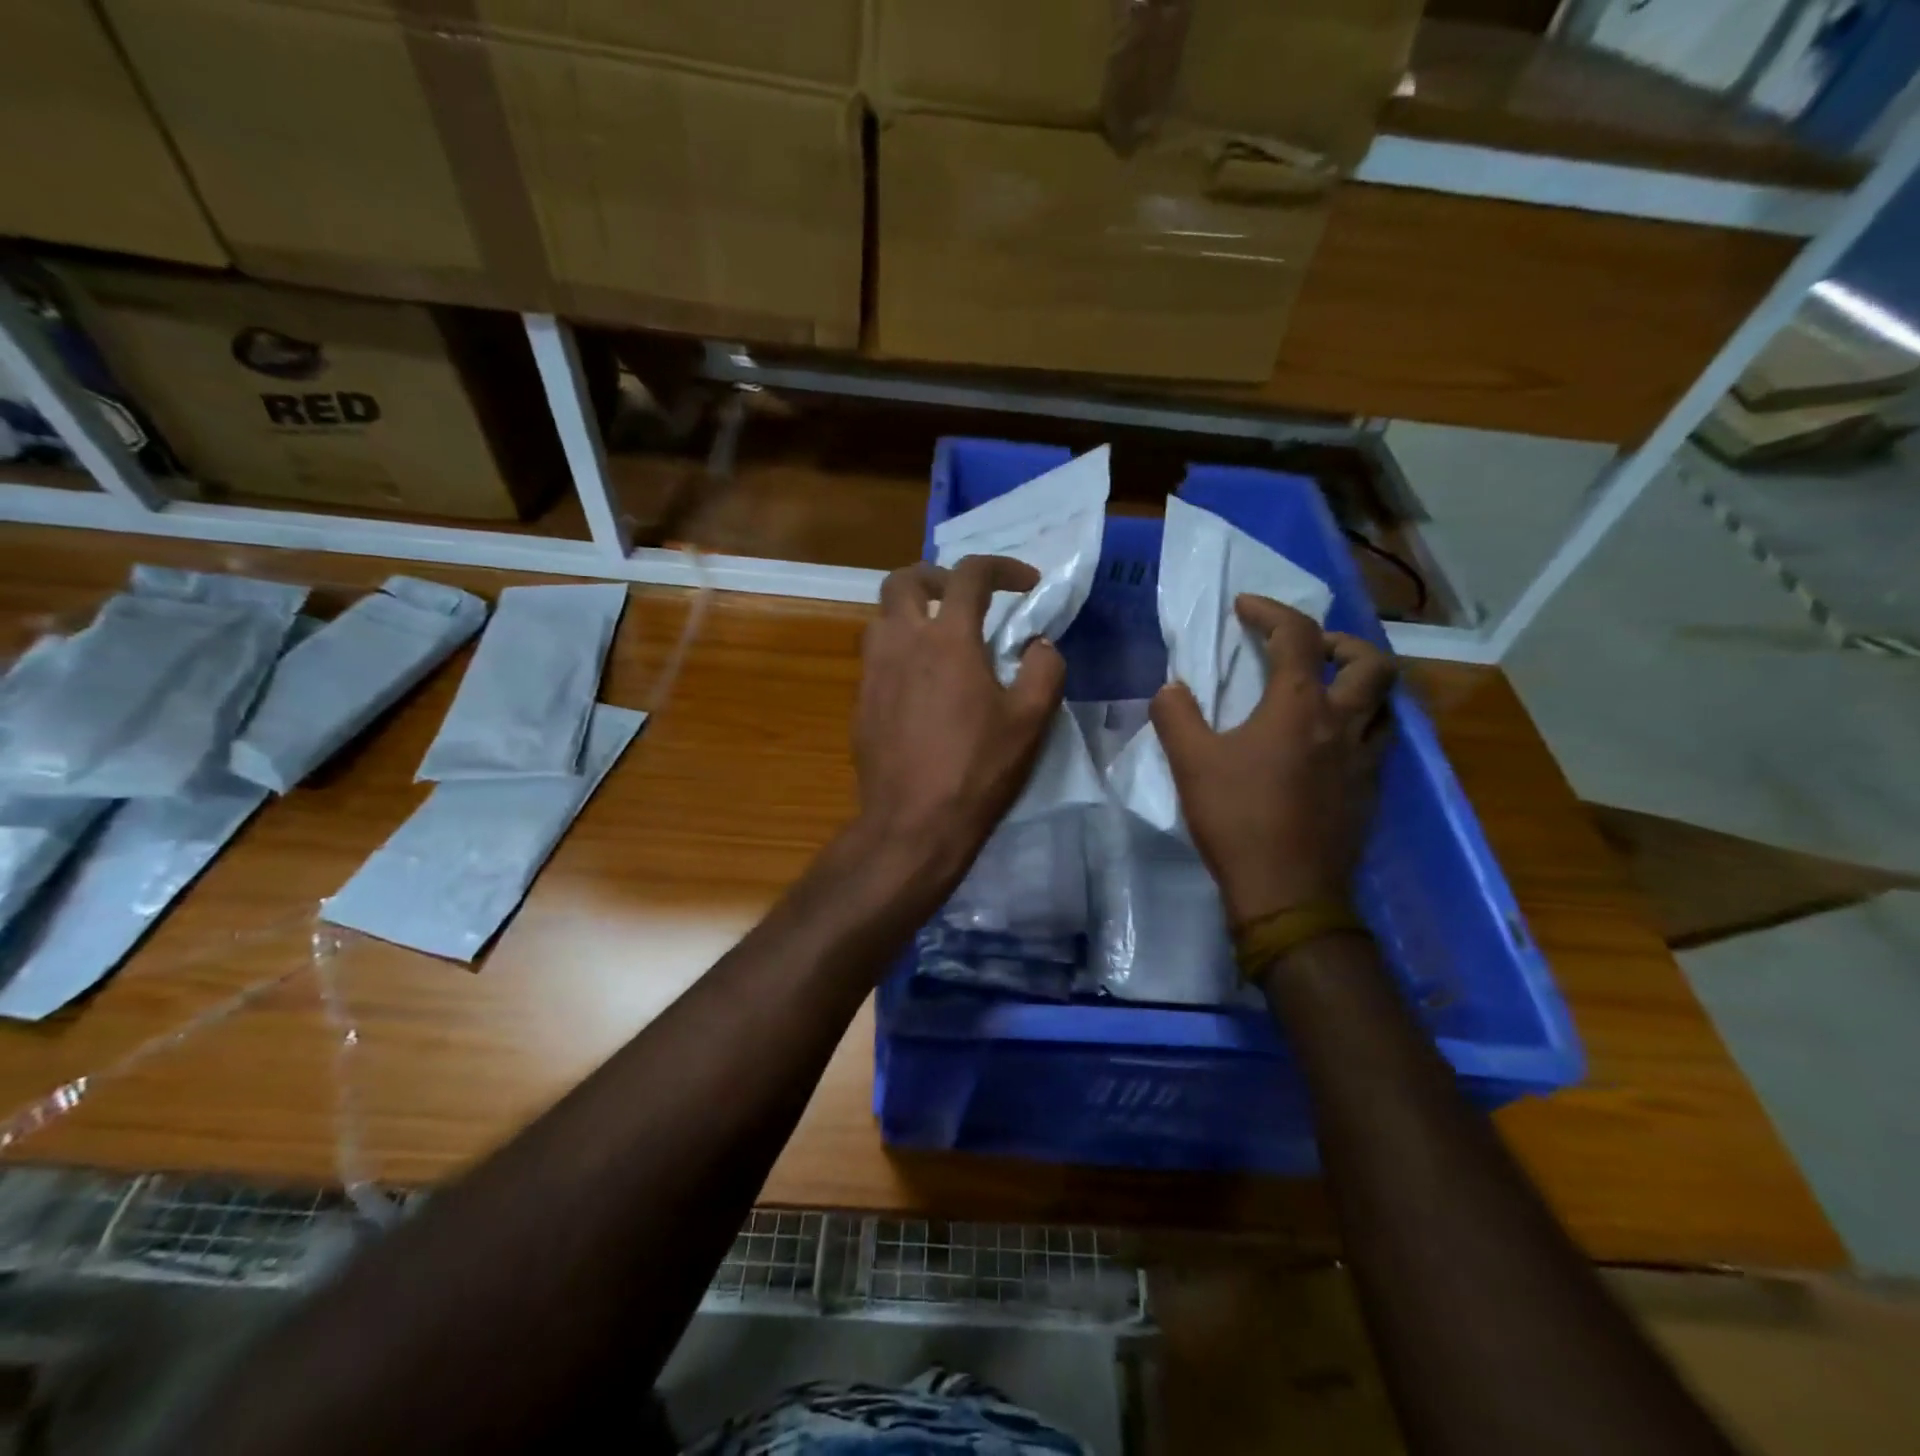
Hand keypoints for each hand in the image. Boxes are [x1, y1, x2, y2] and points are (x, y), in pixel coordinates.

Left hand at [851, 557, 1065, 888]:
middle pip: (905, 580)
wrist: (912, 823)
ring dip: (911, 614)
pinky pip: (875, 657)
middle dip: (937, 577)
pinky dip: (899, 652)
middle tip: (964, 599)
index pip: (970, 574)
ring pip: (882, 617)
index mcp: (947, 639)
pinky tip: (919, 686)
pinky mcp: (860, 701)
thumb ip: (1044, 668)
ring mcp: (873, 672)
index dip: (1003, 568)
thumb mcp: (1030, 720)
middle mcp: (902, 642)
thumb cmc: (976, 770)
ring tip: (939, 639)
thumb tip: (1038, 644)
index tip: (1027, 585)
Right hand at [1150, 595, 1396, 925]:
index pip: (1297, 636)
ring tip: (1325, 693)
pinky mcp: (1371, 791)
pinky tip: (1329, 746)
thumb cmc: (1238, 819)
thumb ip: (1176, 715)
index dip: (1271, 611)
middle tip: (1308, 651)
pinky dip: (1359, 726)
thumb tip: (1172, 688)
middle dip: (1341, 642)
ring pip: (1386, 703)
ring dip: (1360, 685)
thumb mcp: (1190, 763)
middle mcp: (1344, 723)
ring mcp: (1365, 759)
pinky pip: (1379, 741)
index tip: (1244, 607)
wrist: (1288, 891)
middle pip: (1371, 662)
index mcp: (1299, 707)